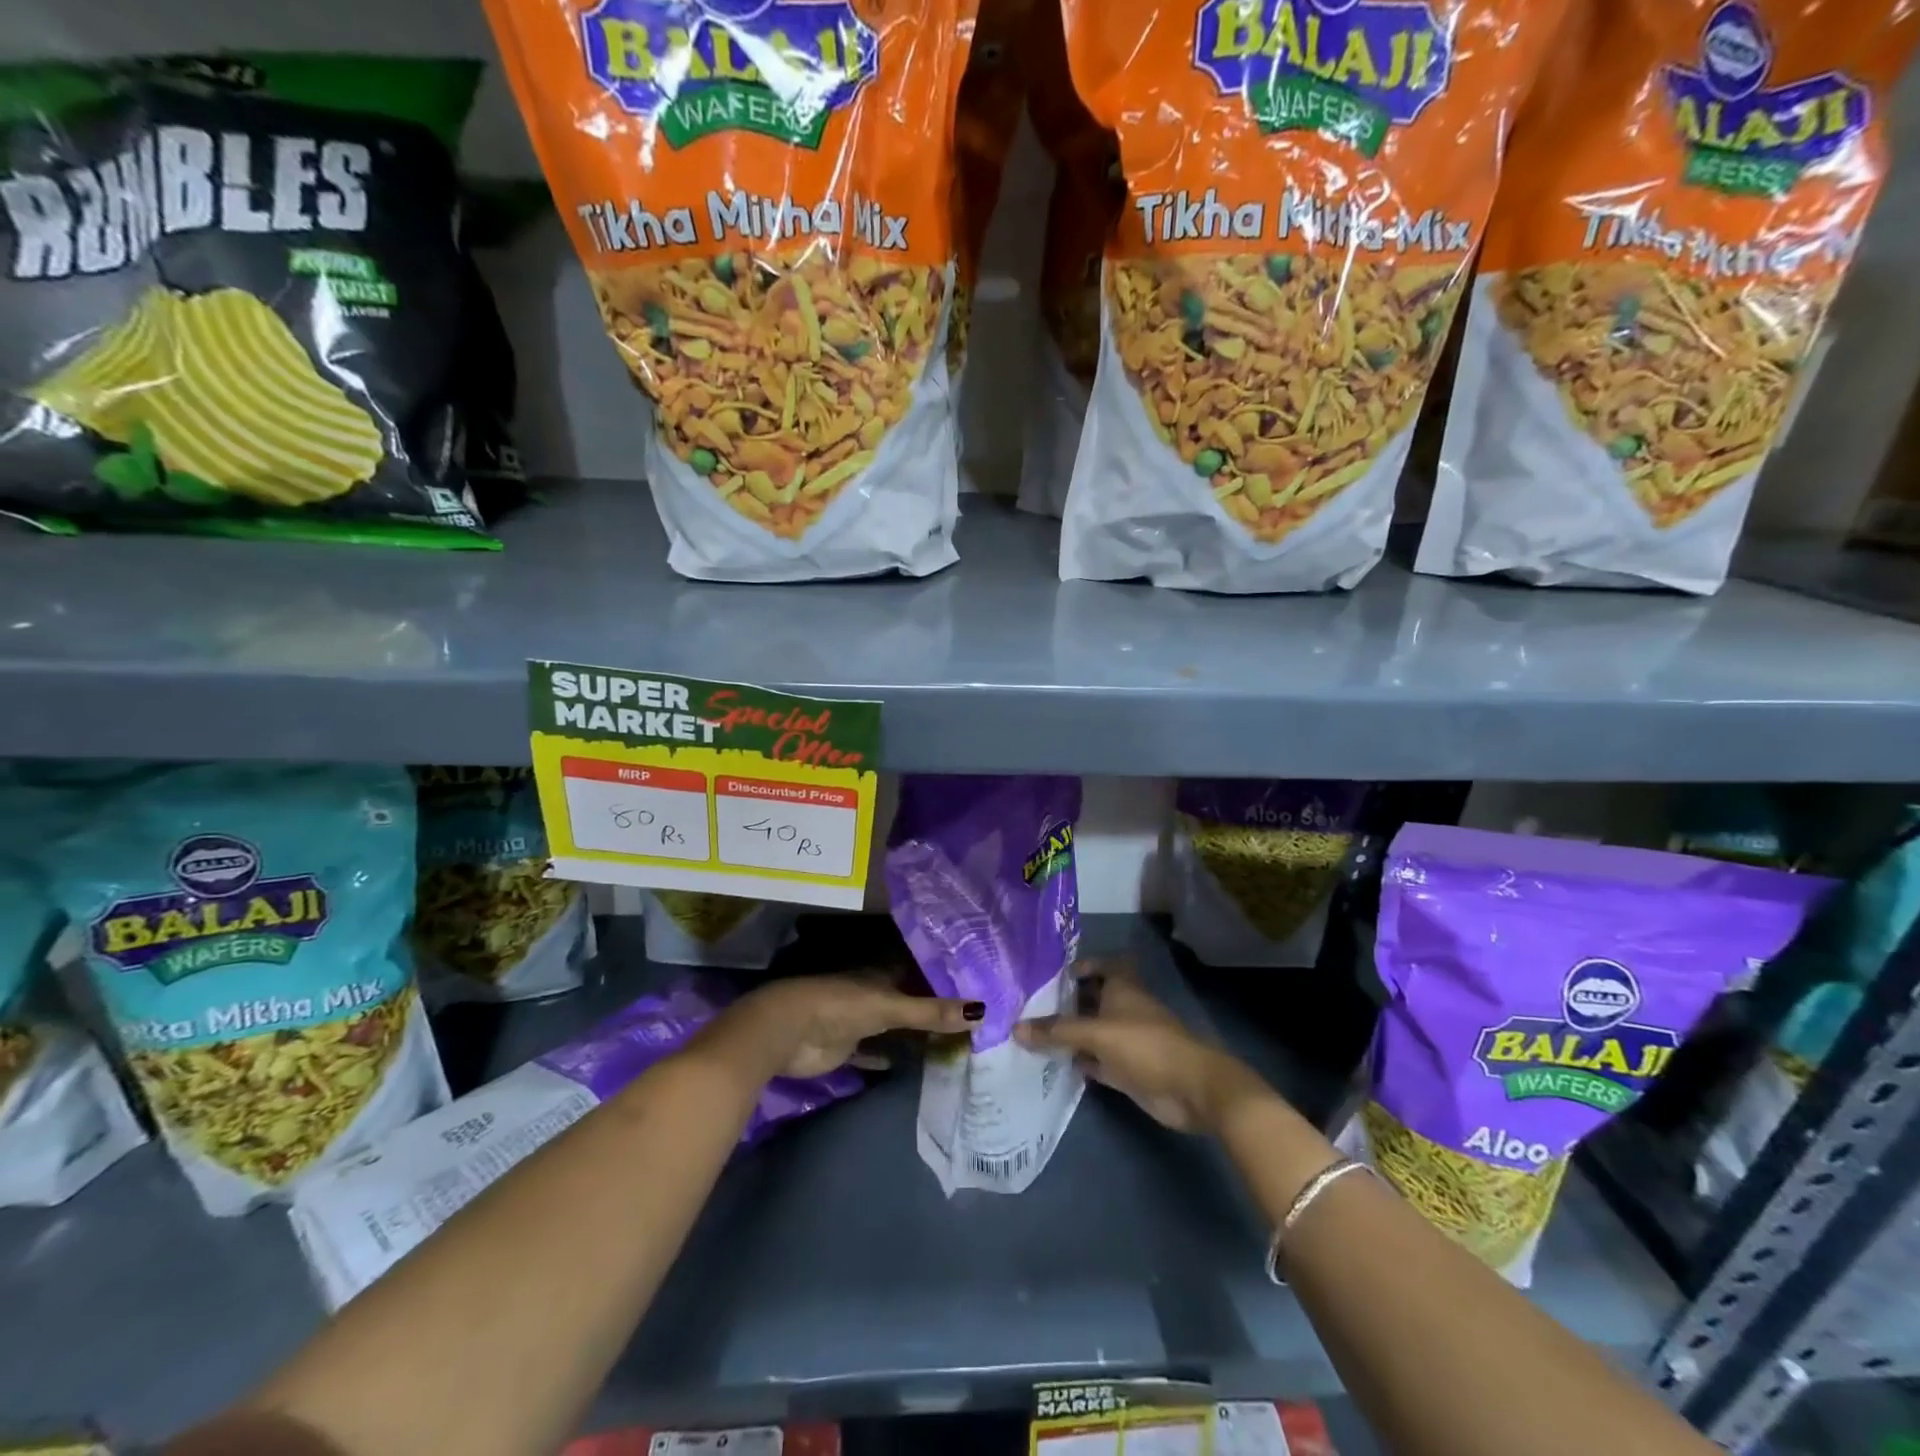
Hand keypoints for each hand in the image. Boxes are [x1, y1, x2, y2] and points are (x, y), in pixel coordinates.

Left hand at [723, 974, 983, 1080]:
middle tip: (969, 1021)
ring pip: (891, 1027)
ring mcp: (857, 1022)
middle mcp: (872, 994)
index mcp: (881, 975)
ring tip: (949, 1044)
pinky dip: (886, 1059)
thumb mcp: (890, 1006)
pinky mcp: (845, 1049)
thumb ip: (931, 1011)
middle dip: (931, 1009)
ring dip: (911, 1035)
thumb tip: (982, 1012)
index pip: (918, 972)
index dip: (941, 978)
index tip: (973, 985)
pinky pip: (871, 1054)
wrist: (789, 1031)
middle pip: (906, 1001)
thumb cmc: (841, 1006)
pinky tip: (905, 1066)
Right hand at [1016, 959, 1268, 1132]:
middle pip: (1091, 999)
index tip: (1051, 974)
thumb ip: (1057, 1031)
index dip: (1080, 965)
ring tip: (1030, 1034)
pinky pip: (1095, 1060)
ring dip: (1068, 1034)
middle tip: (1027, 1005)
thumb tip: (1015, 1027)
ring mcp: (1125, 1040)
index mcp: (1122, 987)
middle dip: (1065, 1002)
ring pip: (1091, 1031)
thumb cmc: (1145, 1045)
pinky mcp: (1126, 1069)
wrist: (1190, 1089)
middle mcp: (1122, 1009)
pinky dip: (1078, 1061)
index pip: (1101, 965)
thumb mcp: (1097, 1033)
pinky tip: (1051, 1064)